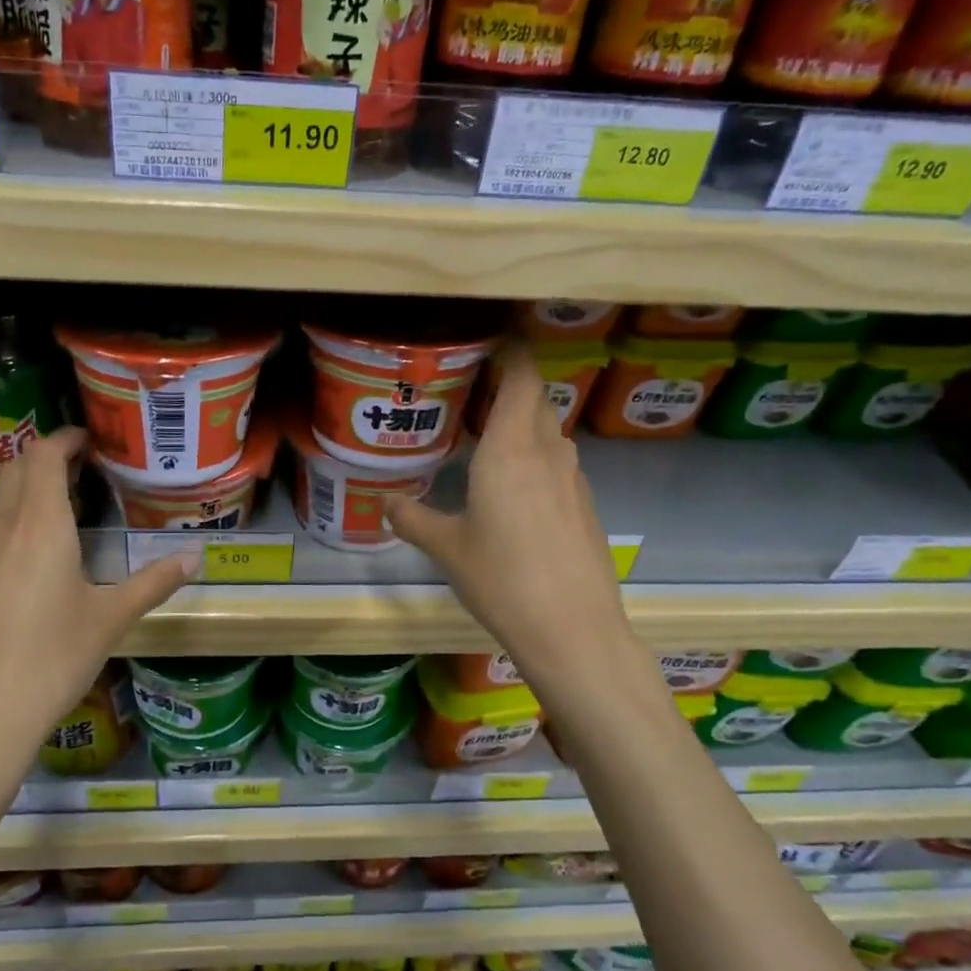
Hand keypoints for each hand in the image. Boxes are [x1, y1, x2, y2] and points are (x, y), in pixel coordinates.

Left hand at [0, 429, 194, 788]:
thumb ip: (154, 582)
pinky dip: (11, 521)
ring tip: (64, 509)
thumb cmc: (52, 661)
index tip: (91, 441)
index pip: (43, 456)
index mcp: (40, 527)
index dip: (65, 439)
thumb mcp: (111, 620)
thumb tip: (196, 557)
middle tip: (84, 471)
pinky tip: (33, 559)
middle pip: (15, 469)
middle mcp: (1, 530)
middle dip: (47, 458)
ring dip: (27, 489)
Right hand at [384, 345, 629, 691]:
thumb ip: (413, 519)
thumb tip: (385, 504)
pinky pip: (558, 465)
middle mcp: (547, 452)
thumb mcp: (447, 548)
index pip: (520, 376)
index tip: (488, 342)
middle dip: (509, 387)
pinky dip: (537, 459)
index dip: (510, 351)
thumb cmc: (502, 578)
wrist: (572, 628)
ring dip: (523, 425)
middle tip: (472, 393)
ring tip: (487, 441)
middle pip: (535, 399)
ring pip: (549, 432)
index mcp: (509, 449)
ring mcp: (573, 479)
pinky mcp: (585, 506)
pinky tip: (515, 491)